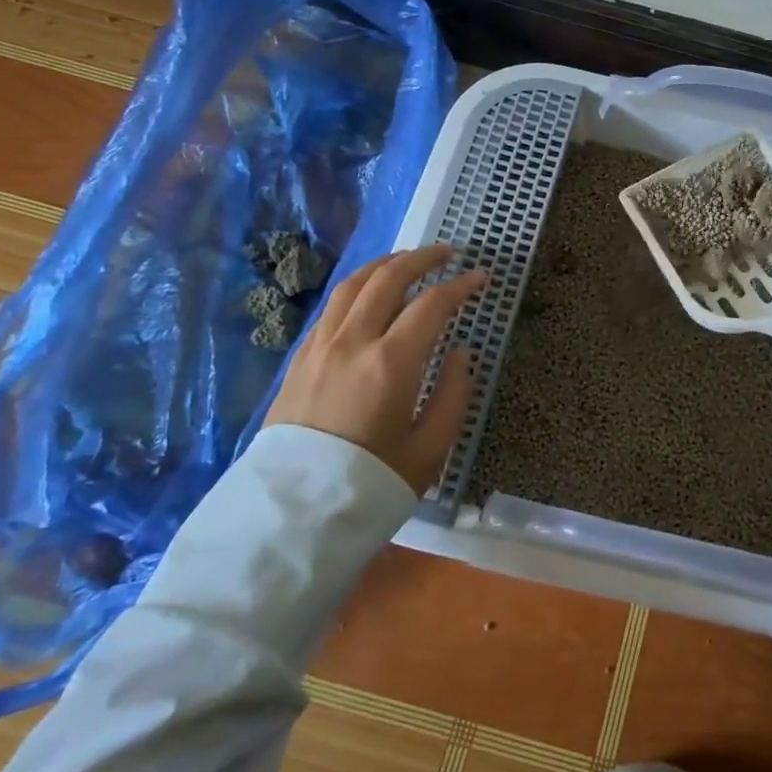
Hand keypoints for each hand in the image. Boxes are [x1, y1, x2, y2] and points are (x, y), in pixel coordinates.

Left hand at [262, 245, 488, 493]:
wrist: (291, 517)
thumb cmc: (370, 485)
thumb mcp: (429, 451)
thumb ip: (452, 395)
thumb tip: (459, 354)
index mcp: (391, 363)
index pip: (432, 305)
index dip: (461, 286)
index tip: (481, 277)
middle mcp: (352, 342)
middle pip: (389, 278)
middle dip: (422, 258)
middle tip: (447, 253)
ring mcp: (320, 347)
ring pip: (353, 285)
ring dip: (385, 264)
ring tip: (407, 260)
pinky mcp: (299, 359)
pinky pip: (332, 307)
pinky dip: (357, 288)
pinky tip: (369, 294)